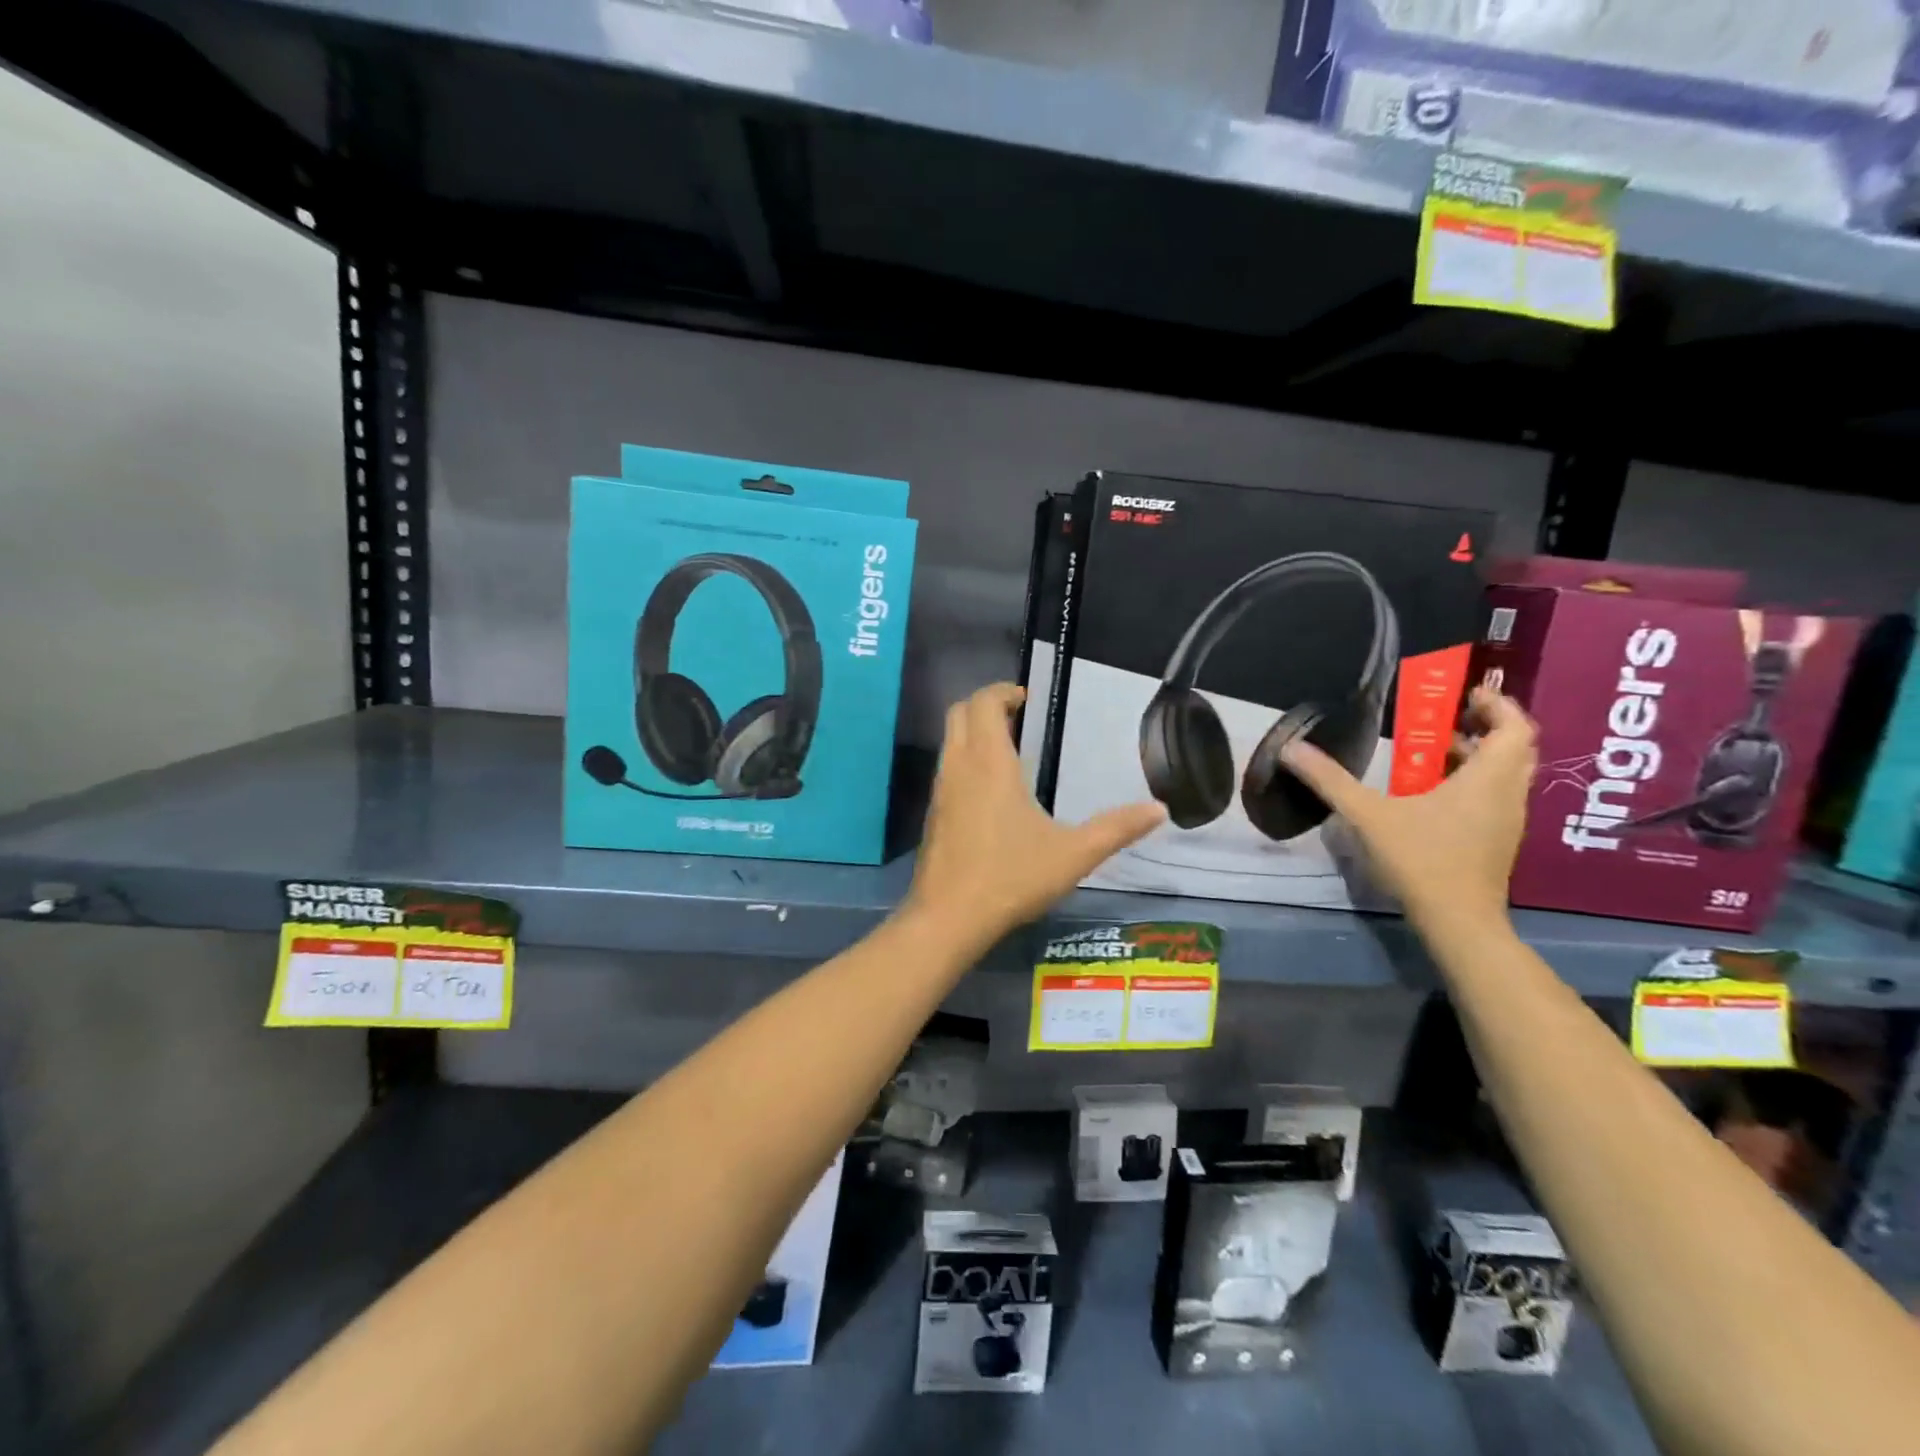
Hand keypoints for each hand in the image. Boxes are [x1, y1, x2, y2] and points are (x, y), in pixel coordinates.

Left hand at [906, 683, 1164, 946]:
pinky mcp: (932, 814)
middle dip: (986, 704)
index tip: (1028, 699)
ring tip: (1010, 750)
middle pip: (959, 713)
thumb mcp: (1073, 854)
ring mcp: (940, 790)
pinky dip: (965, 759)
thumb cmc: (1010, 877)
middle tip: (1020, 716)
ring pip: (950, 740)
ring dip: (974, 732)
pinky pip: (946, 768)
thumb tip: (1160, 809)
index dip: (1003, 691)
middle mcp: (958, 767)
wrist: (948, 918)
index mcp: (989, 763)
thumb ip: (1116, 829)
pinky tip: (991, 791)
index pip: (984, 702)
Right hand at [1280, 686, 1534, 929]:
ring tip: (1437, 750)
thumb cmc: (1421, 860)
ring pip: (1508, 774)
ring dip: (1481, 755)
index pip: (1515, 727)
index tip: (1466, 694)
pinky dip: (1475, 781)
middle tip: (1451, 716)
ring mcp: (1508, 821)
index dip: (1497, 704)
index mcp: (1487, 779)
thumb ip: (1330, 780)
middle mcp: (1508, 794)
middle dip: (1488, 726)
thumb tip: (1290, 748)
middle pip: (1516, 747)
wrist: (1458, 922)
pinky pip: (1496, 796)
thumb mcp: (1368, 815)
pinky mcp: (1498, 841)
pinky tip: (1435, 793)